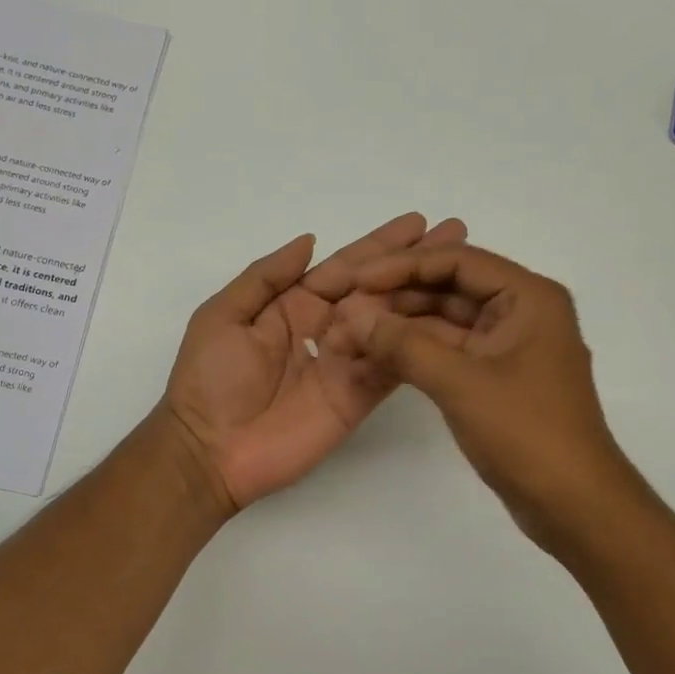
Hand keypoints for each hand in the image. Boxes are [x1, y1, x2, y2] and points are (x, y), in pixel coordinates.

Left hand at [161, 213, 467, 512]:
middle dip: (415, 262)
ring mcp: (347, 363)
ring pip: (392, 323)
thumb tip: (310, 240)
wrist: (210, 451)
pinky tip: (452, 323)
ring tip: (464, 273)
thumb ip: (265, 277)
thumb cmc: (209, 379)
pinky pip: (391, 365)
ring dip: (427, 297)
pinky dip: (418, 345)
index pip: (345, 267)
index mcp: (294, 305)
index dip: (381, 245)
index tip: (418, 222)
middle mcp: (328, 328)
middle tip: (456, 233)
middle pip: (378, 289)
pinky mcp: (358, 397)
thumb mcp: (223, 316)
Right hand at [330, 245, 631, 544]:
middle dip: (396, 300)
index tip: (357, 280)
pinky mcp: (496, 380)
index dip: (403, 266)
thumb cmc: (527, 433)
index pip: (457, 261)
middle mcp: (521, 313)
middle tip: (344, 312)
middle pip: (449, 289)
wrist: (574, 505)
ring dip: (400, 330)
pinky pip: (449, 354)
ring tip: (348, 338)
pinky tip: (373, 361)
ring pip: (444, 324)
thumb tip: (354, 317)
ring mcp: (508, 348)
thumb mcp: (461, 383)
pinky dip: (414, 357)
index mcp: (528, 297)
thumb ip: (404, 345)